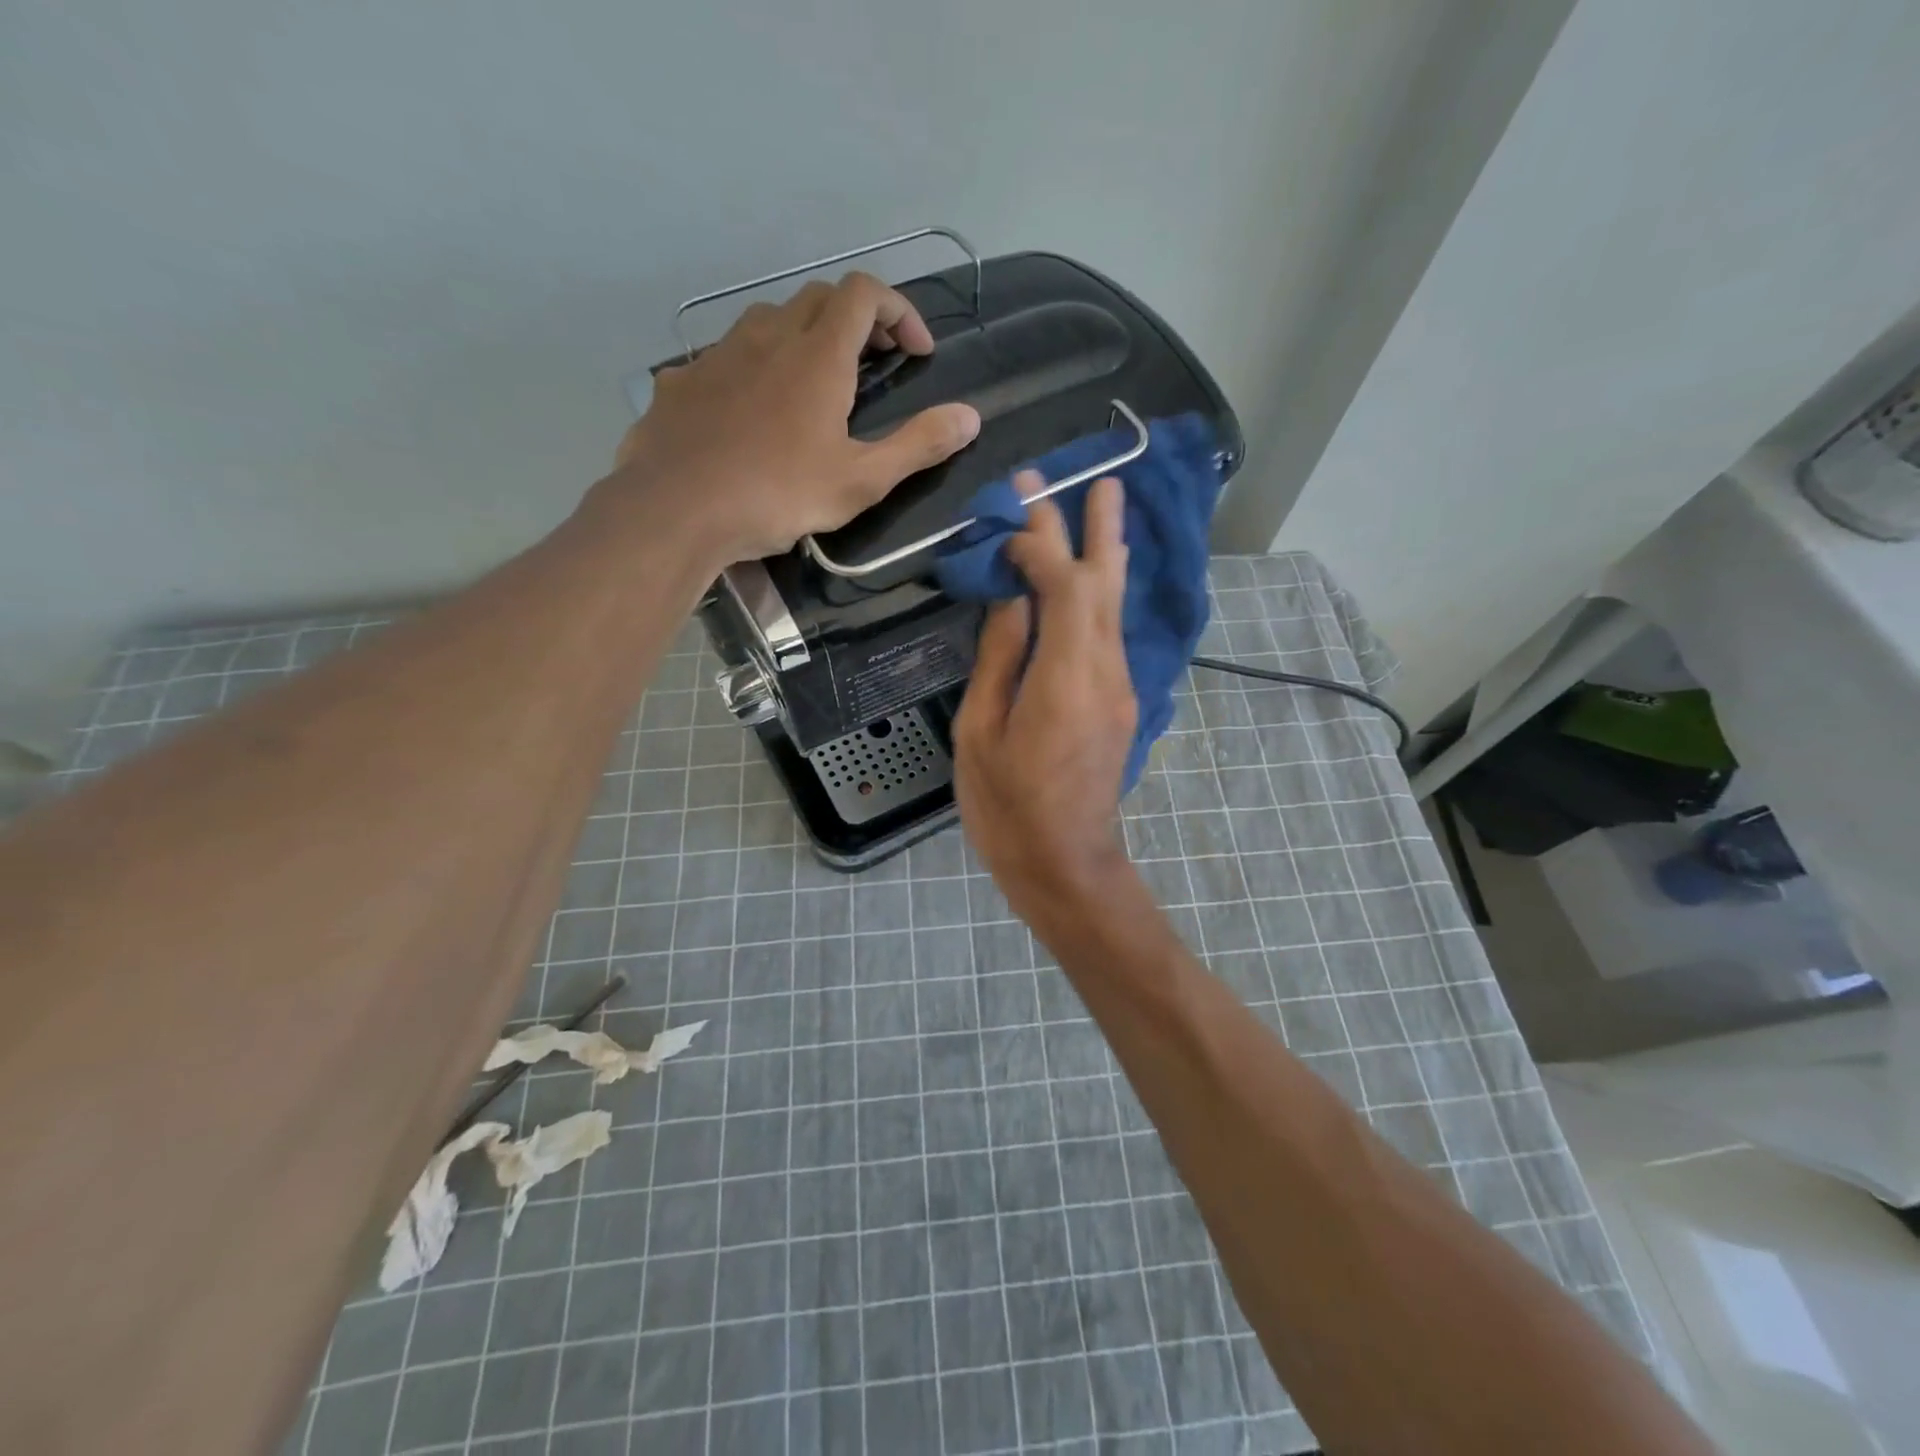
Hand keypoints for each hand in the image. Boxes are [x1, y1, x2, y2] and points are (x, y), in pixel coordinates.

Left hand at [605, 272, 979, 563]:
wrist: (676, 509)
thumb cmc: (778, 495)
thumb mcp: (861, 480)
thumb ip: (918, 445)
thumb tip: (970, 417)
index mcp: (818, 355)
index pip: (864, 294)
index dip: (899, 311)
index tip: (917, 353)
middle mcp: (768, 337)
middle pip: (818, 299)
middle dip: (856, 321)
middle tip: (874, 365)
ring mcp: (719, 354)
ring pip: (769, 321)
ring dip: (802, 339)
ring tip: (813, 386)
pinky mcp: (682, 380)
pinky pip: (727, 357)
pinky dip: (754, 368)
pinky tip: (751, 412)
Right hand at [954, 477, 1139, 928]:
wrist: (1066, 864)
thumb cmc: (1008, 807)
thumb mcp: (981, 732)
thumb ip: (1000, 659)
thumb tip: (1011, 599)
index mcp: (1065, 678)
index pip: (1065, 585)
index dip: (1042, 544)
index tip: (1010, 520)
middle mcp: (1105, 671)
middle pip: (1106, 583)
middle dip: (1096, 527)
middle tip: (1094, 475)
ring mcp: (1120, 687)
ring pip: (1117, 606)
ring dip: (1107, 553)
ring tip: (1109, 503)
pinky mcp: (1121, 702)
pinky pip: (1112, 632)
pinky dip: (1102, 593)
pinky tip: (1096, 577)